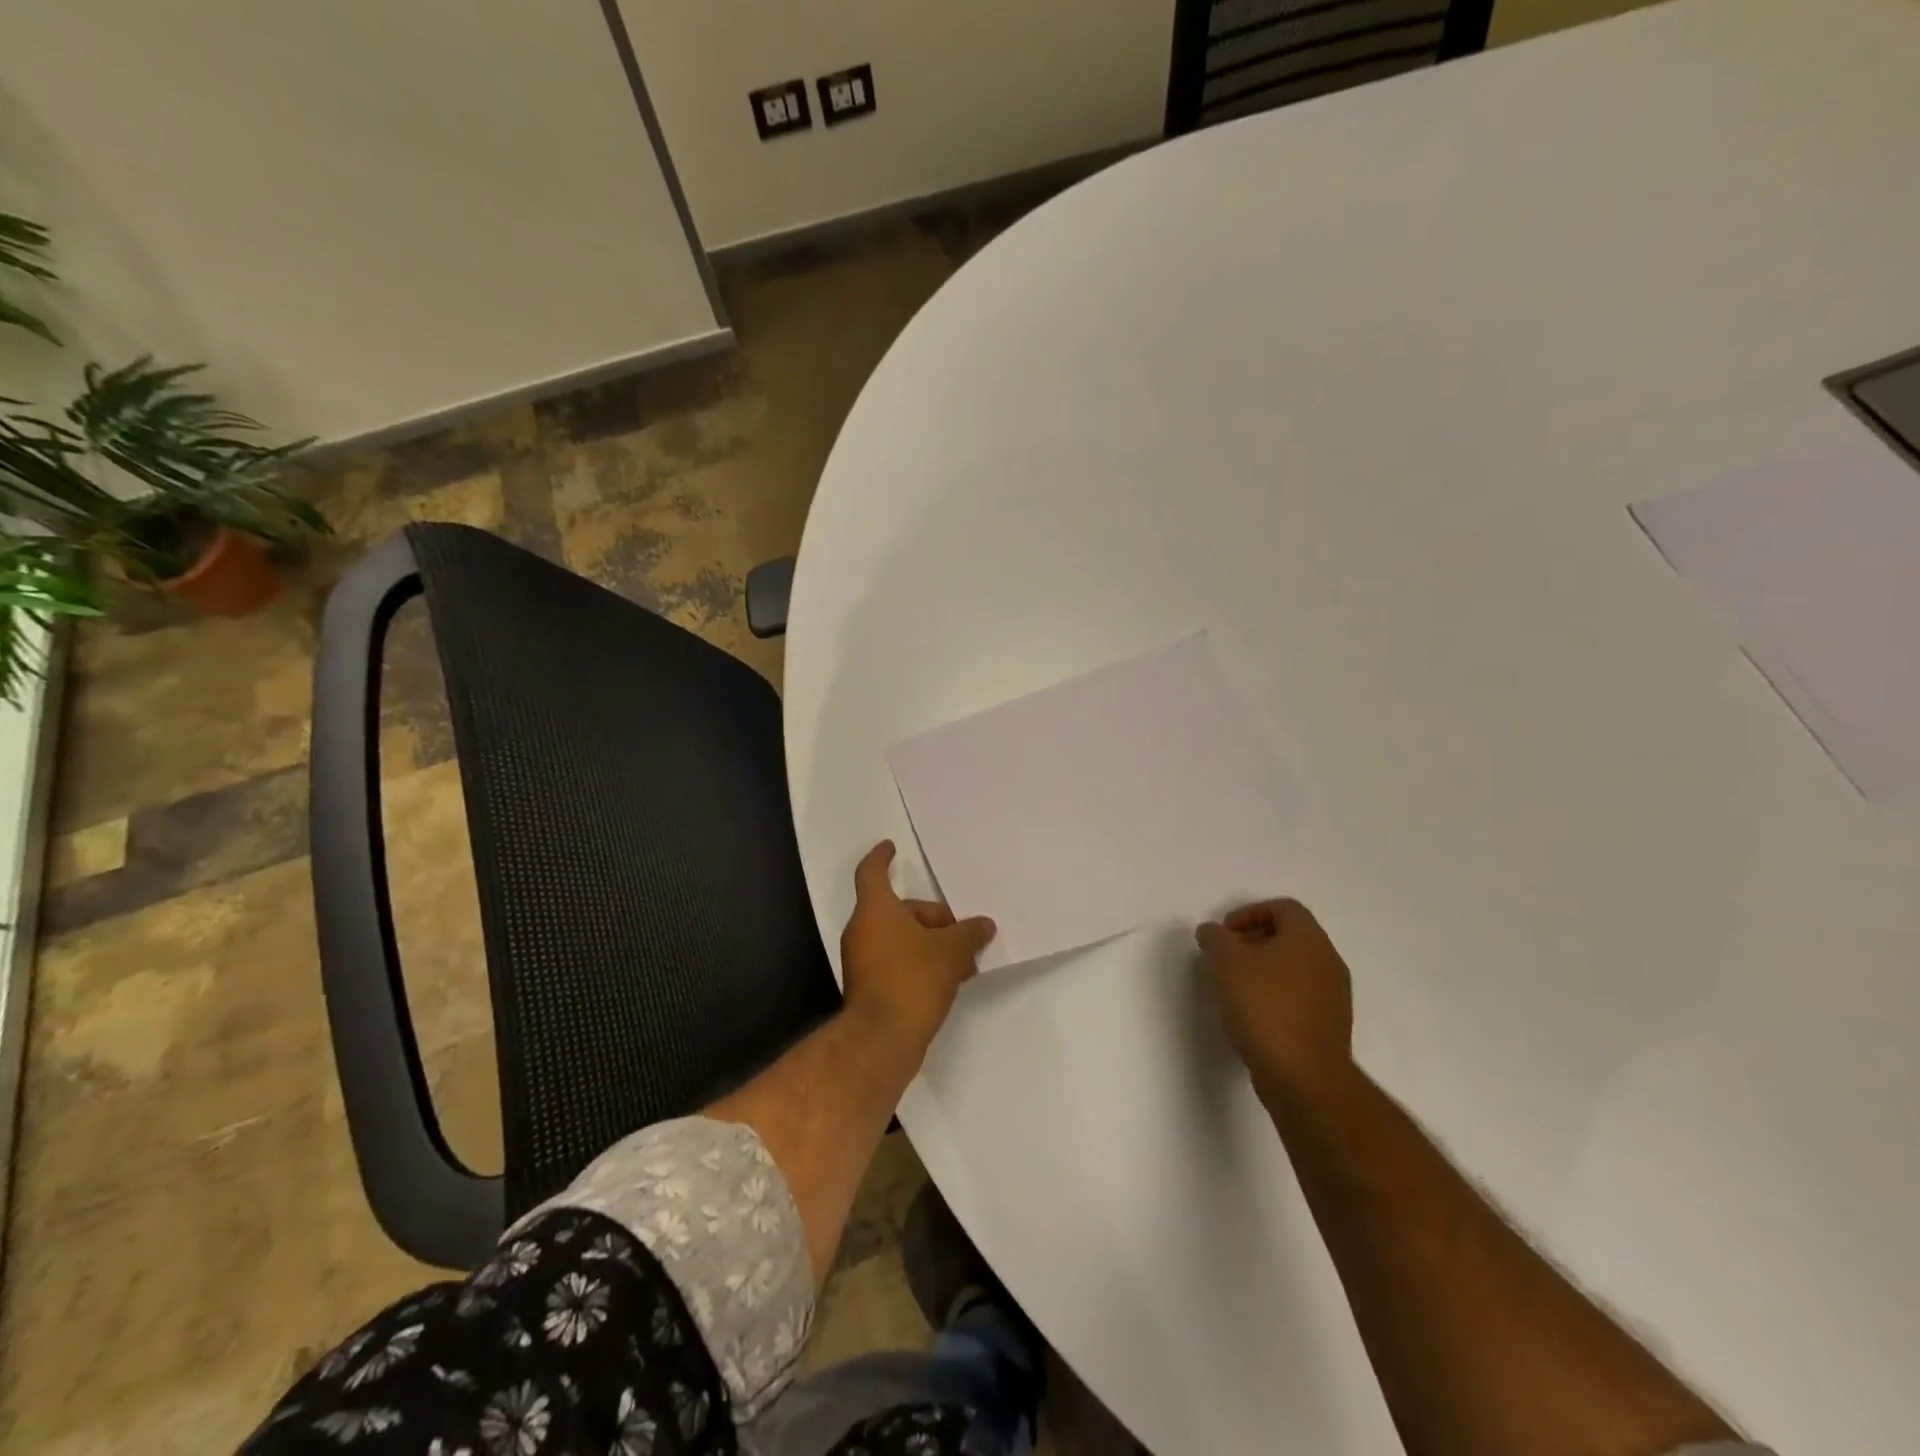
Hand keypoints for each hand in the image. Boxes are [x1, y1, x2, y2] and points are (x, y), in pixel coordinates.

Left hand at [841, 841, 996, 1052]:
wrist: (881, 1040)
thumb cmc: (912, 980)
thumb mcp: (950, 952)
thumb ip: (969, 933)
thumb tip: (984, 925)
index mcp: (875, 910)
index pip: (873, 872)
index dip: (882, 857)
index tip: (891, 847)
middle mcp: (862, 930)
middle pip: (899, 909)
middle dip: (932, 917)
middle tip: (963, 933)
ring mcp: (862, 960)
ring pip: (900, 938)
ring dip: (930, 943)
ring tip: (964, 962)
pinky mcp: (868, 986)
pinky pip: (897, 961)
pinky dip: (919, 962)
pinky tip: (948, 980)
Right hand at [1196, 899, 1354, 1107]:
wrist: (1304, 1078)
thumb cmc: (1265, 1009)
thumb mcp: (1227, 964)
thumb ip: (1216, 939)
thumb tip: (1212, 931)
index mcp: (1308, 939)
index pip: (1283, 908)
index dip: (1249, 912)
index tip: (1224, 934)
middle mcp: (1328, 961)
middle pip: (1290, 935)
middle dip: (1253, 940)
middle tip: (1225, 957)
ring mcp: (1333, 995)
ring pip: (1295, 966)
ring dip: (1263, 968)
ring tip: (1233, 986)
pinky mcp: (1330, 1025)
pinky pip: (1300, 994)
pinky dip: (1276, 993)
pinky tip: (1252, 1014)